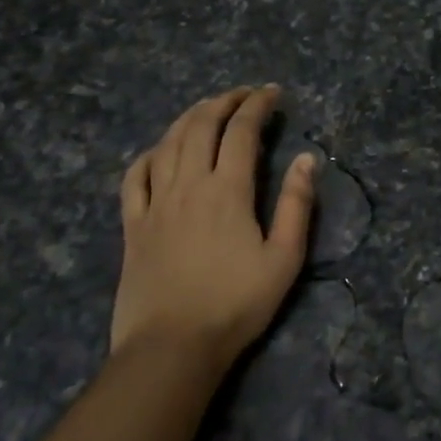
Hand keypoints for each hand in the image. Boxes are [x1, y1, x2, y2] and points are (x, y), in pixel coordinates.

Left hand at [114, 86, 315, 367]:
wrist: (171, 348)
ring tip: (207, 108)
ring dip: (189, 118)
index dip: (257, 105)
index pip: (241, 131)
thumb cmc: (235, 304)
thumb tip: (307, 158)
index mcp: (228, 190)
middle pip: (201, 126)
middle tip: (243, 94)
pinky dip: (149, 154)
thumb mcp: (284, 259)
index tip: (272, 92)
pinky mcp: (133, 226)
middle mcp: (189, 186)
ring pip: (167, 143)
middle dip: (224, 101)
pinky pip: (134, 177)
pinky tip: (160, 151)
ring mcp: (155, 204)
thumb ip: (296, 204)